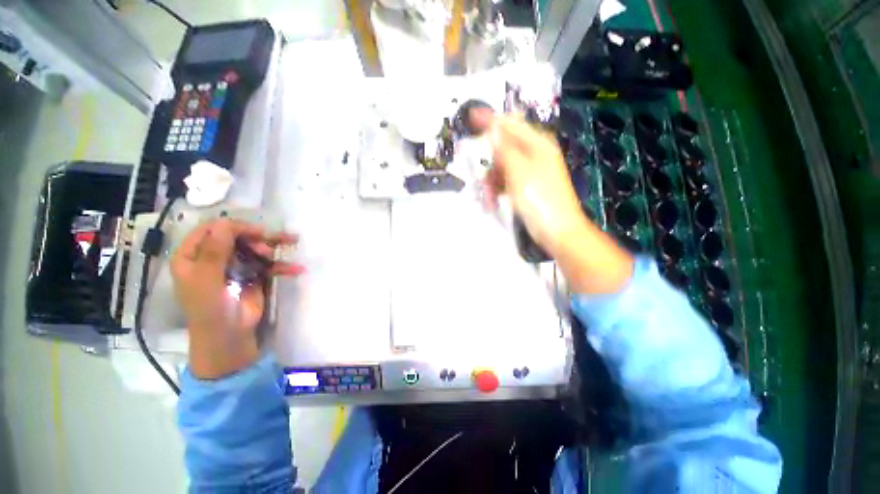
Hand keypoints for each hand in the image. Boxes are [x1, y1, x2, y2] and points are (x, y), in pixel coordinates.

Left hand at [170, 219, 302, 378]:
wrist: (230, 338)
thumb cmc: (211, 310)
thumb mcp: (207, 280)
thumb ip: (215, 251)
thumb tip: (225, 222)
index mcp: (192, 257)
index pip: (211, 231)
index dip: (233, 227)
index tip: (256, 232)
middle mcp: (213, 258)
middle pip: (236, 237)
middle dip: (256, 239)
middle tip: (268, 250)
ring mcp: (235, 267)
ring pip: (255, 249)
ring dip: (273, 248)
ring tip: (290, 247)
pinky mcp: (253, 276)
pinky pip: (268, 265)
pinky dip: (282, 266)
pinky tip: (297, 269)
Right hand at [471, 109, 633, 293]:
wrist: (557, 230)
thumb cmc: (539, 199)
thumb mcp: (518, 171)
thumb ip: (504, 148)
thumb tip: (492, 126)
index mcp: (537, 144)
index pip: (510, 124)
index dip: (490, 120)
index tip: (471, 116)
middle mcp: (535, 153)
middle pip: (505, 147)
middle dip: (491, 162)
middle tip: (482, 176)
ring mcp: (531, 171)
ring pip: (503, 166)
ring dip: (493, 179)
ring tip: (490, 197)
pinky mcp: (528, 186)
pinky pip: (507, 180)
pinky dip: (499, 189)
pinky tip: (494, 201)